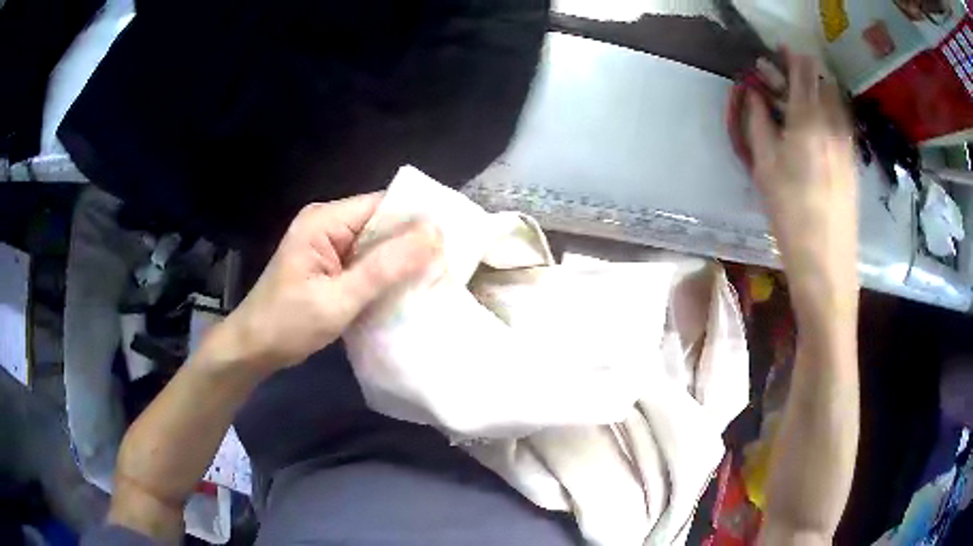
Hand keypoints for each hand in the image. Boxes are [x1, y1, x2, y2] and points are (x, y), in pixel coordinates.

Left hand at [214, 193, 442, 374]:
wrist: (253, 350)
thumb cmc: (288, 324)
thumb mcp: (338, 299)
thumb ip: (385, 267)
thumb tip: (434, 234)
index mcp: (324, 221)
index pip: (383, 206)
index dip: (418, 220)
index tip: (454, 240)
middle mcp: (328, 224)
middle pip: (381, 224)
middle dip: (413, 244)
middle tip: (451, 264)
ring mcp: (328, 245)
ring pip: (377, 245)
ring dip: (401, 262)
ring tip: (438, 277)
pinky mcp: (330, 266)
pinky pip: (367, 263)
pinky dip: (386, 276)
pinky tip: (407, 290)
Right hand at [746, 52, 859, 322]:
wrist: (827, 261)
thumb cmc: (790, 213)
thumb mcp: (764, 166)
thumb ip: (757, 122)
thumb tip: (753, 94)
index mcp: (809, 119)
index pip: (803, 71)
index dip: (791, 56)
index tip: (779, 50)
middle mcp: (834, 124)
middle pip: (823, 82)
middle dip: (805, 73)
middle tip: (787, 81)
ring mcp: (847, 143)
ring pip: (835, 103)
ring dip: (818, 93)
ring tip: (801, 104)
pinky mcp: (853, 162)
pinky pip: (841, 123)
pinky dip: (829, 114)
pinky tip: (817, 131)